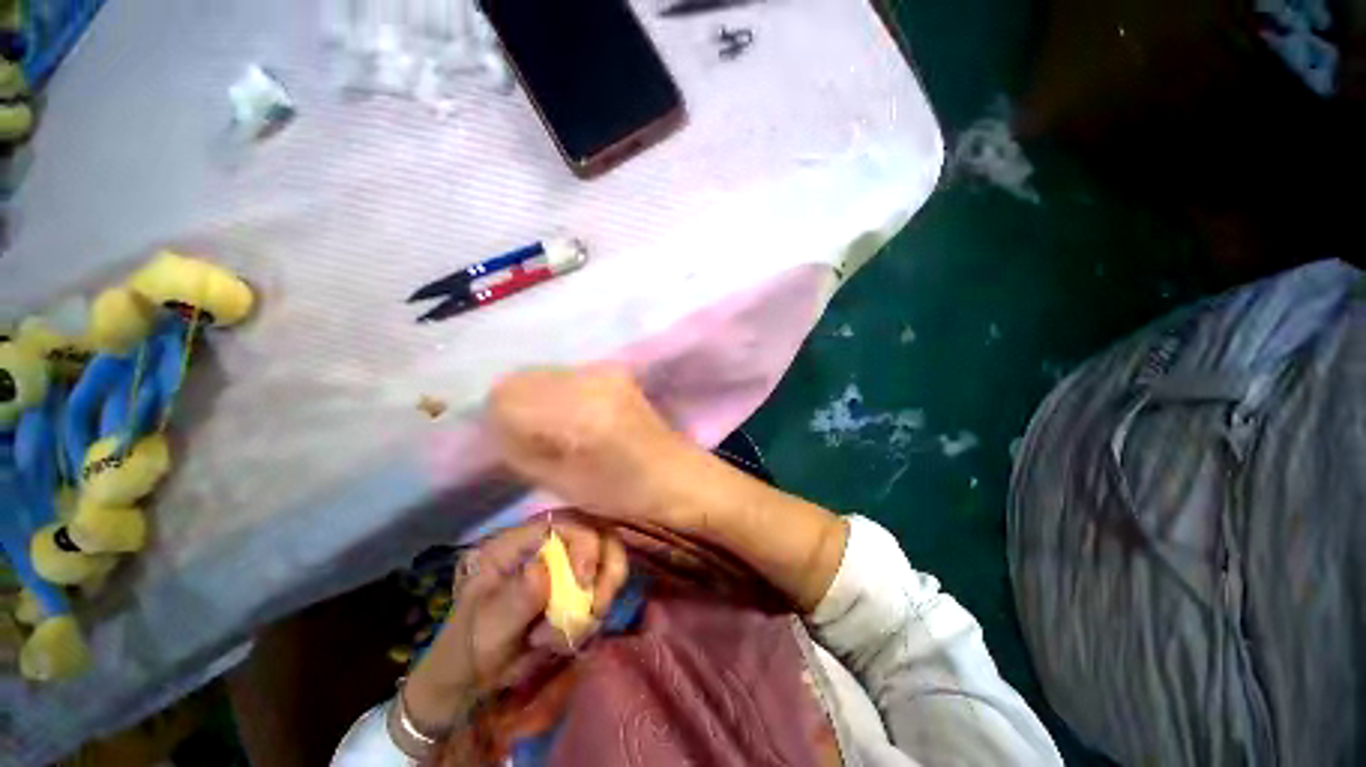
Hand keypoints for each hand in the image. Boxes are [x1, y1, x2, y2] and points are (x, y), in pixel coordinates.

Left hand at [401, 516, 627, 733]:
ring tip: (572, 632)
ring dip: (601, 595)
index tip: (585, 582)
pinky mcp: (578, 586)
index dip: (583, 542)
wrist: (475, 679)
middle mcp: (548, 545)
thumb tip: (542, 570)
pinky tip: (567, 639)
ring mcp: (566, 564)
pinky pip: (604, 588)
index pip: (562, 522)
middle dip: (604, 570)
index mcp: (518, 542)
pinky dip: (595, 614)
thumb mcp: (486, 627)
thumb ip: (514, 600)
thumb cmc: (471, 647)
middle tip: (596, 607)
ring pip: (608, 560)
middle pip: (597, 534)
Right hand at [490, 365, 693, 525]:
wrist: (674, 473)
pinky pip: (562, 375)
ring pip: (539, 373)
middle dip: (513, 407)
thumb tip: (492, 424)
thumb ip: (518, 449)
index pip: (507, 396)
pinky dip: (553, 393)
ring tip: (554, 427)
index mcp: (581, 414)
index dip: (499, 421)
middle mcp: (591, 380)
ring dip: (533, 398)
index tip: (510, 443)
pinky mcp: (611, 369)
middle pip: (520, 379)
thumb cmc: (621, 491)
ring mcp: (603, 370)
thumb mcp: (560, 482)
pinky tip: (572, 415)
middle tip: (529, 436)